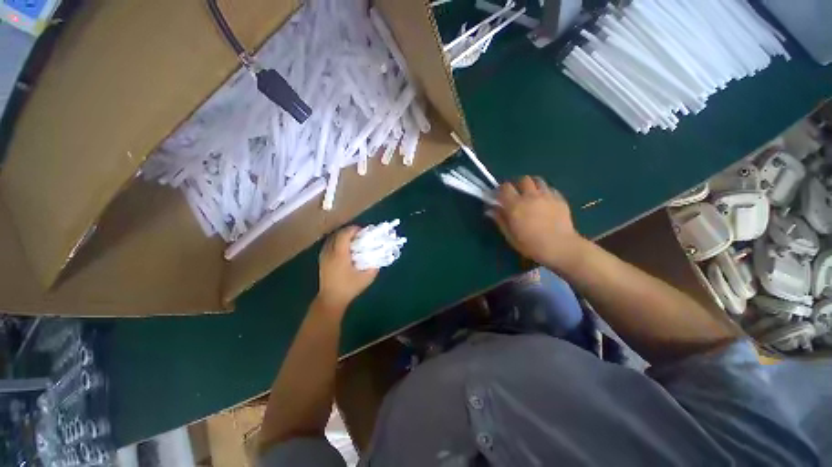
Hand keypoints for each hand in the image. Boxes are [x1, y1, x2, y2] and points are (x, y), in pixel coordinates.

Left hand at [317, 226, 377, 311]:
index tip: (363, 231)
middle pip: (337, 234)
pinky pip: (329, 244)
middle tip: (360, 234)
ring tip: (353, 239)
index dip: (354, 229)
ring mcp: (323, 256)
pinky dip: (337, 241)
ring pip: (332, 238)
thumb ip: (374, 266)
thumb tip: (380, 256)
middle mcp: (329, 252)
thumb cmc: (349, 288)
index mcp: (340, 255)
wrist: (331, 299)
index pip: (344, 235)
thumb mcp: (366, 278)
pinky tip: (345, 248)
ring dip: (342, 236)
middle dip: (349, 231)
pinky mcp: (322, 260)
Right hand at [488, 176, 584, 271]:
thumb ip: (500, 220)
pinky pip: (550, 189)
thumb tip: (490, 209)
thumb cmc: (531, 245)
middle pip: (523, 179)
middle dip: (517, 185)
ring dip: (532, 185)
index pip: (505, 188)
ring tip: (531, 195)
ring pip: (538, 180)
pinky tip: (544, 201)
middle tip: (516, 195)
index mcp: (515, 205)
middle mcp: (530, 196)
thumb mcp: (510, 235)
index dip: (500, 190)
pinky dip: (545, 191)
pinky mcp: (560, 199)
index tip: (498, 196)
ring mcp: (547, 196)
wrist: (560, 247)